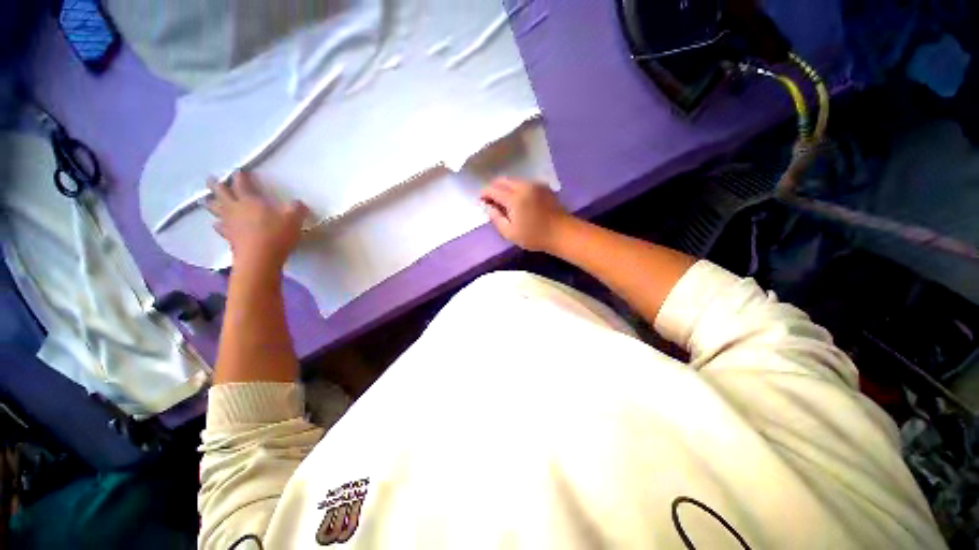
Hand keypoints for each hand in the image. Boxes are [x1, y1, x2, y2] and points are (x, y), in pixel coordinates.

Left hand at [206, 171, 308, 269]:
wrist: (260, 258)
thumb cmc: (276, 234)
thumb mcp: (294, 219)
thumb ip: (297, 208)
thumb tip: (298, 203)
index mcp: (250, 200)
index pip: (242, 184)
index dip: (240, 176)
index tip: (239, 170)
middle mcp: (235, 208)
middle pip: (221, 193)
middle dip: (216, 185)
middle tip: (210, 178)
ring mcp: (230, 223)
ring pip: (215, 209)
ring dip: (210, 203)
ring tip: (205, 199)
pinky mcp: (229, 238)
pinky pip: (219, 227)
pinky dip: (217, 224)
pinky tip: (217, 224)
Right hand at [479, 178, 569, 251]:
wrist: (562, 233)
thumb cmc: (534, 236)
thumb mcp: (510, 233)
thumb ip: (495, 218)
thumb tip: (486, 206)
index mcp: (514, 198)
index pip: (492, 189)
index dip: (484, 194)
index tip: (481, 201)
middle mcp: (523, 186)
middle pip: (502, 180)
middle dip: (493, 188)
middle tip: (491, 201)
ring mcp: (535, 184)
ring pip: (513, 180)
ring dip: (505, 188)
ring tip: (505, 202)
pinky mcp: (543, 186)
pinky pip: (524, 183)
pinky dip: (517, 188)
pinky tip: (519, 201)